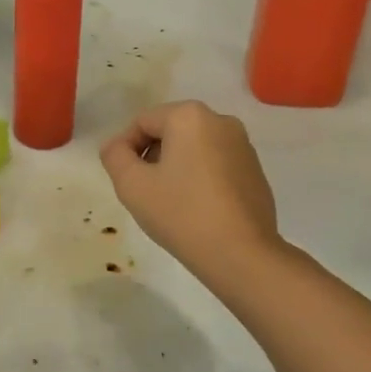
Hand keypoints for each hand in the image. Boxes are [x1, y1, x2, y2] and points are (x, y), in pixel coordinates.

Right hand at [101, 101, 285, 299]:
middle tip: (144, 192)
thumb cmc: (181, 213)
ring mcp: (243, 146)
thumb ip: (114, 156)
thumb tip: (117, 146)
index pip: (142, 122)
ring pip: (194, 148)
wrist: (242, 255)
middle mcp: (221, 121)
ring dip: (175, 168)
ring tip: (169, 203)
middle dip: (152, 157)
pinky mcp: (256, 171)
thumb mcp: (132, 185)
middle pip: (170, 132)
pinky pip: (216, 165)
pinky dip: (200, 178)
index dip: (125, 149)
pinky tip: (196, 209)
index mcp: (190, 116)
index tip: (122, 180)